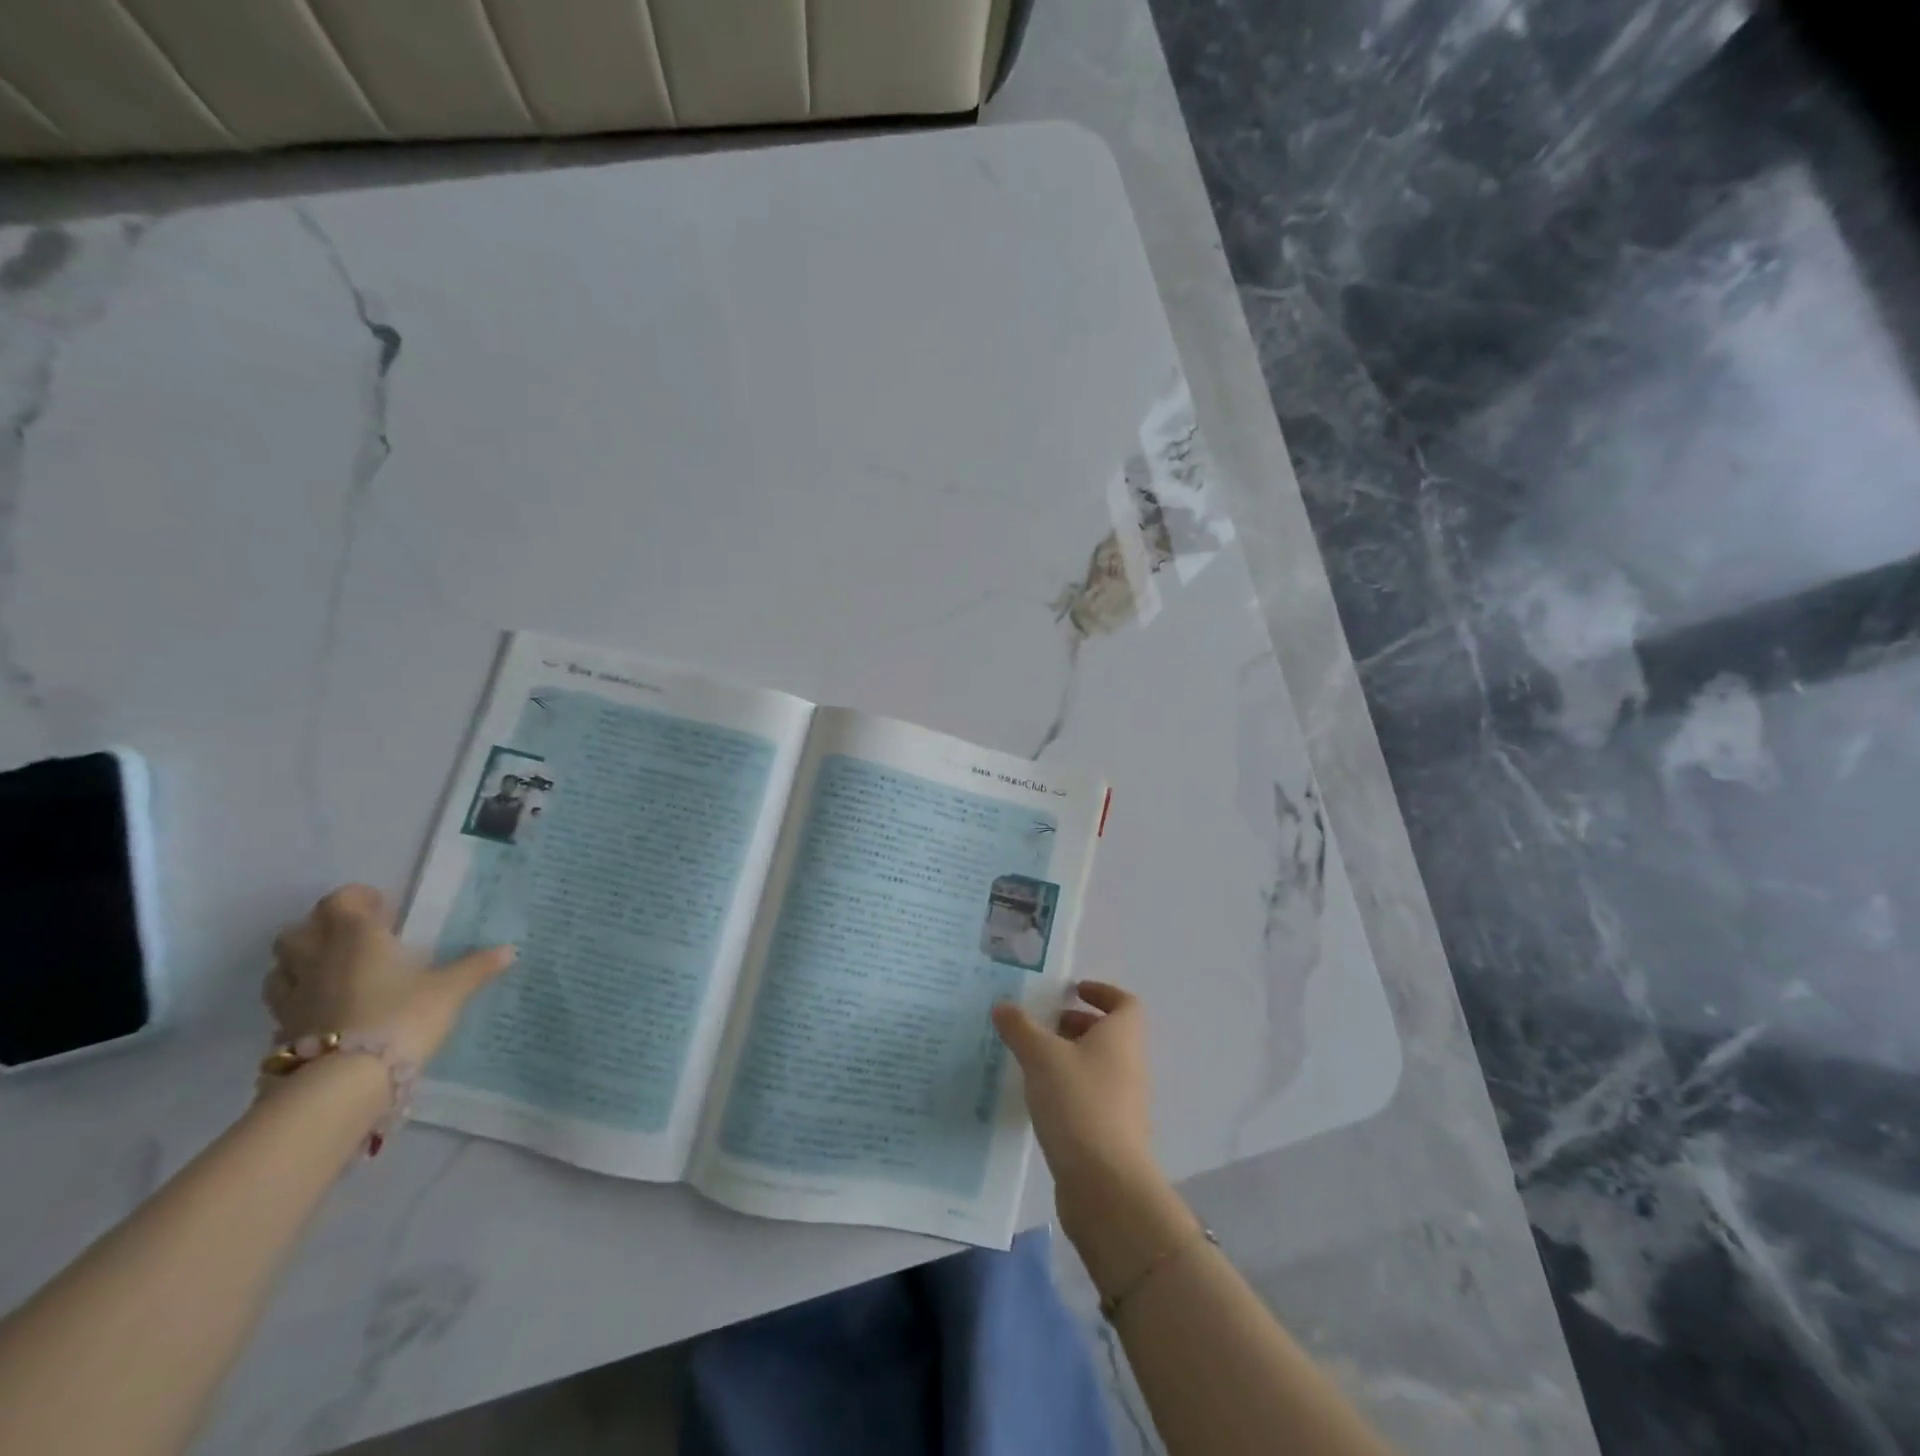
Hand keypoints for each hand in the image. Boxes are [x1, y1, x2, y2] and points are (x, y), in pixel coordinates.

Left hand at [263, 884, 514, 1067]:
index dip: (358, 899)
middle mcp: (317, 960)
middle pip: (297, 931)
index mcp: (355, 938)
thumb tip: (510, 950)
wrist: (345, 1082)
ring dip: (301, 964)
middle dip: (319, 928)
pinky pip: (284, 1004)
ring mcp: (293, 997)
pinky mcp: (283, 1031)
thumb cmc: (401, 1017)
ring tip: (334, 972)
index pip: (340, 901)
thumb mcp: (450, 990)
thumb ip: (476, 967)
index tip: (383, 908)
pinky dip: (301, 1001)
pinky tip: (328, 1012)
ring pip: (281, 968)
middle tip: (354, 937)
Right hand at [993, 981, 1160, 1224]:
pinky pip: (1092, 1097)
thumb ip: (1020, 1028)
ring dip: (1071, 1057)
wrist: (1105, 1184)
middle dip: (1078, 1025)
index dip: (1102, 992)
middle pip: (1110, 1034)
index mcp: (1122, 1037)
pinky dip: (1070, 1089)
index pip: (1124, 1003)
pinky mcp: (1112, 1134)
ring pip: (1099, 1067)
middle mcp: (1129, 1065)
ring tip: (1033, 1060)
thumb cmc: (1078, 1103)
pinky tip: (1040, 1099)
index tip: (1072, 991)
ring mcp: (1125, 1103)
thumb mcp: (1041, 1056)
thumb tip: (1003, 1006)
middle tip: (1043, 1024)